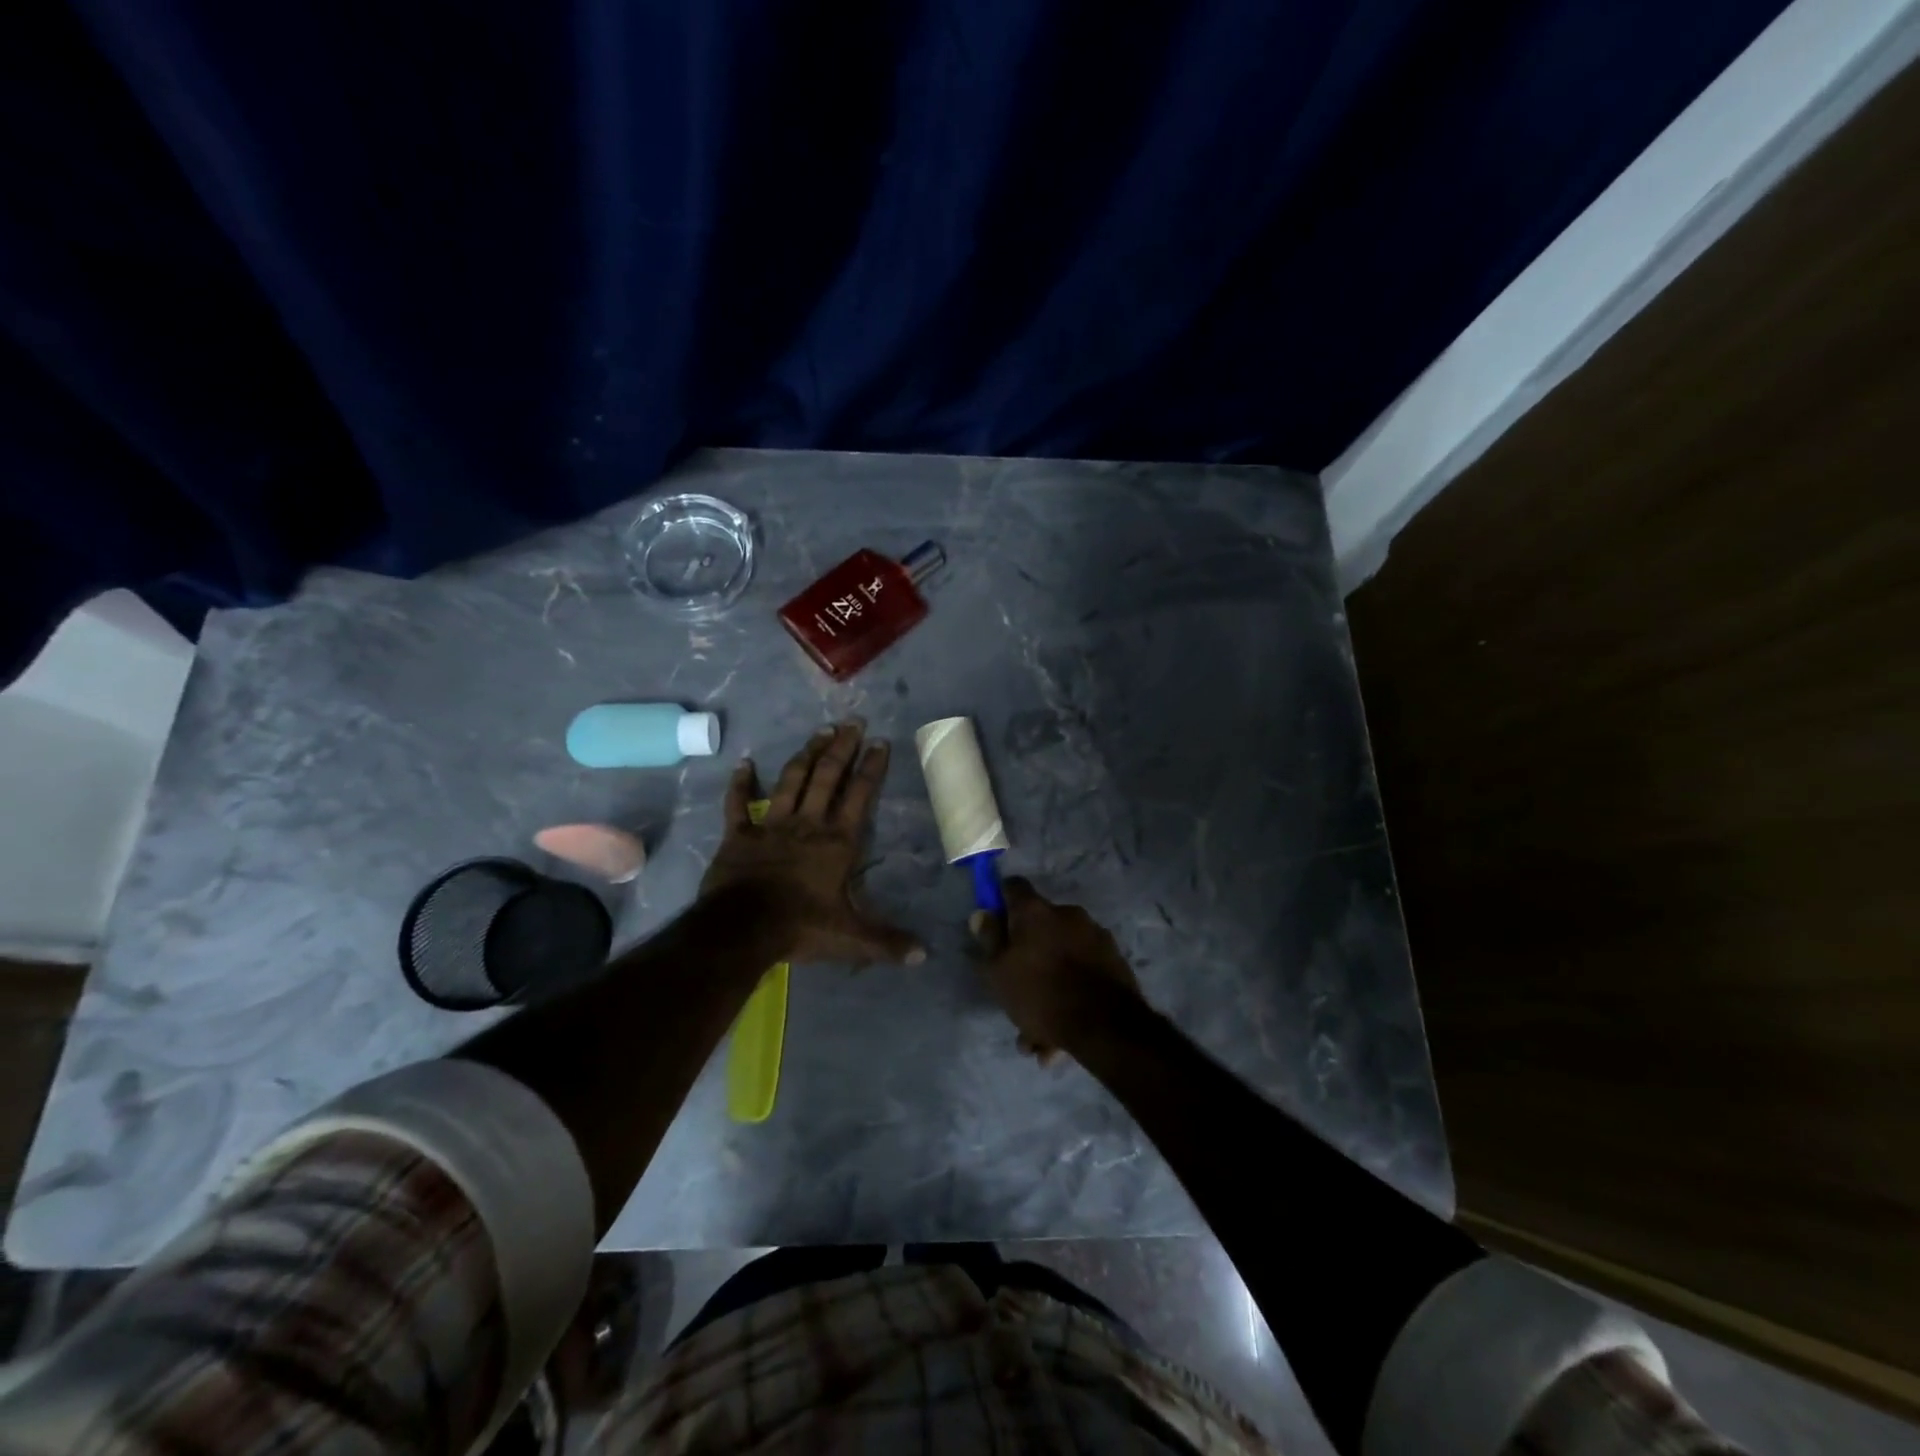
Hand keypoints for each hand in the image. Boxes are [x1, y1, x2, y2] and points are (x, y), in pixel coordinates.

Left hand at [701, 721, 924, 966]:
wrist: (744, 928)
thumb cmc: (802, 927)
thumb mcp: (852, 938)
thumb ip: (887, 942)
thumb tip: (924, 955)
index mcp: (838, 841)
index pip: (860, 795)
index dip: (871, 768)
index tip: (880, 742)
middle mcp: (808, 824)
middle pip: (827, 777)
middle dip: (842, 748)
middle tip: (852, 722)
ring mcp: (772, 825)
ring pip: (791, 780)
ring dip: (806, 754)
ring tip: (820, 731)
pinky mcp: (740, 835)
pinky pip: (739, 804)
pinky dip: (741, 784)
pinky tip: (744, 763)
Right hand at [970, 877, 1142, 1063]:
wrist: (1105, 1026)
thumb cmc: (1040, 994)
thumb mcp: (999, 971)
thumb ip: (989, 940)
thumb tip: (982, 914)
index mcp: (1035, 911)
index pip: (1013, 886)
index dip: (1001, 900)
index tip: (995, 923)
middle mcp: (1067, 913)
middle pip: (1040, 925)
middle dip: (1028, 954)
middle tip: (1017, 989)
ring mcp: (1095, 935)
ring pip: (1062, 955)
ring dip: (1050, 982)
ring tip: (1039, 1032)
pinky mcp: (1114, 959)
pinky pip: (1083, 971)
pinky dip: (1072, 992)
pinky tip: (1061, 1033)